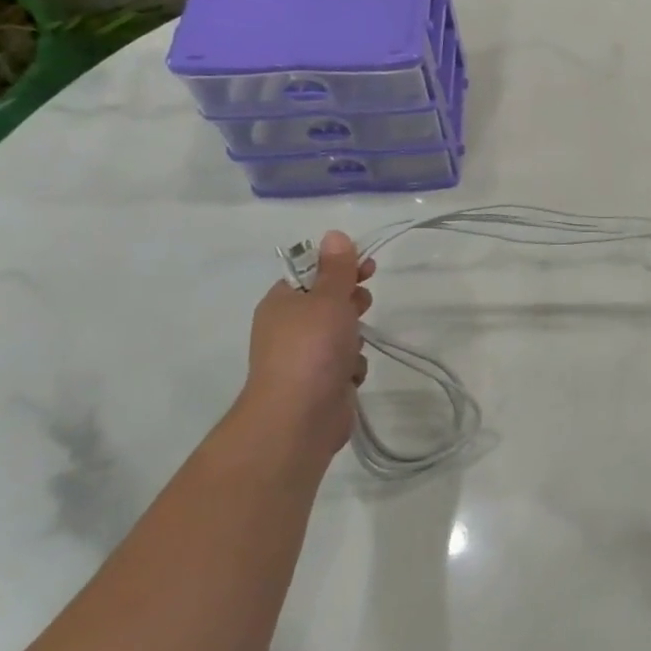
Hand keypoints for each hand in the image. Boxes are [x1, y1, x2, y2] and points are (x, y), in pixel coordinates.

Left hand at [237, 230, 374, 456]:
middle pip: (328, 303)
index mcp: (282, 302)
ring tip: (355, 346)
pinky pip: (345, 364)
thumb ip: (336, 268)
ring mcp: (304, 357)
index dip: (340, 266)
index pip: (312, 273)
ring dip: (355, 338)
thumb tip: (334, 234)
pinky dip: (352, 367)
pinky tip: (351, 375)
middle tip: (363, 305)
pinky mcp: (320, 383)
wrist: (298, 416)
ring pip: (341, 334)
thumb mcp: (328, 298)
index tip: (369, 267)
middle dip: (351, 302)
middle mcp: (289, 327)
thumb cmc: (312, 347)